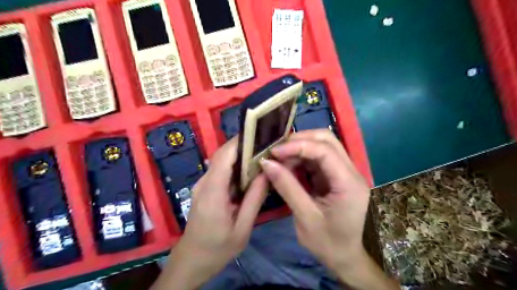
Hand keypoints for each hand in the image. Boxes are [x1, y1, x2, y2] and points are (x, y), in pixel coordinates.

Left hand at [152, 139, 266, 289]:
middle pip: (222, 155)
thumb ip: (254, 199)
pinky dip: (235, 166)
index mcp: (213, 192)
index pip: (224, 157)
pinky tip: (249, 171)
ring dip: (239, 155)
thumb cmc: (217, 248)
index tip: (259, 135)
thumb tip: (266, 173)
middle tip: (265, 144)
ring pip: (221, 161)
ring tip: (261, 153)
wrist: (191, 261)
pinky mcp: (204, 189)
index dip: (240, 142)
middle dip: (242, 145)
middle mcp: (204, 183)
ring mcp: (202, 185)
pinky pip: (220, 171)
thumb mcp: (242, 228)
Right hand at [260, 130, 396, 288]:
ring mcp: (345, 172)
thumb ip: (287, 187)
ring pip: (323, 146)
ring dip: (300, 148)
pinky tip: (289, 165)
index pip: (324, 150)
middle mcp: (351, 172)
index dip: (297, 146)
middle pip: (327, 140)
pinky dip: (302, 158)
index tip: (273, 152)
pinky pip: (319, 158)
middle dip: (300, 140)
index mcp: (348, 183)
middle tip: (277, 151)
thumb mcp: (305, 217)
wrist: (347, 259)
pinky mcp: (337, 176)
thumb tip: (266, 163)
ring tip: (280, 158)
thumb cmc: (328, 244)